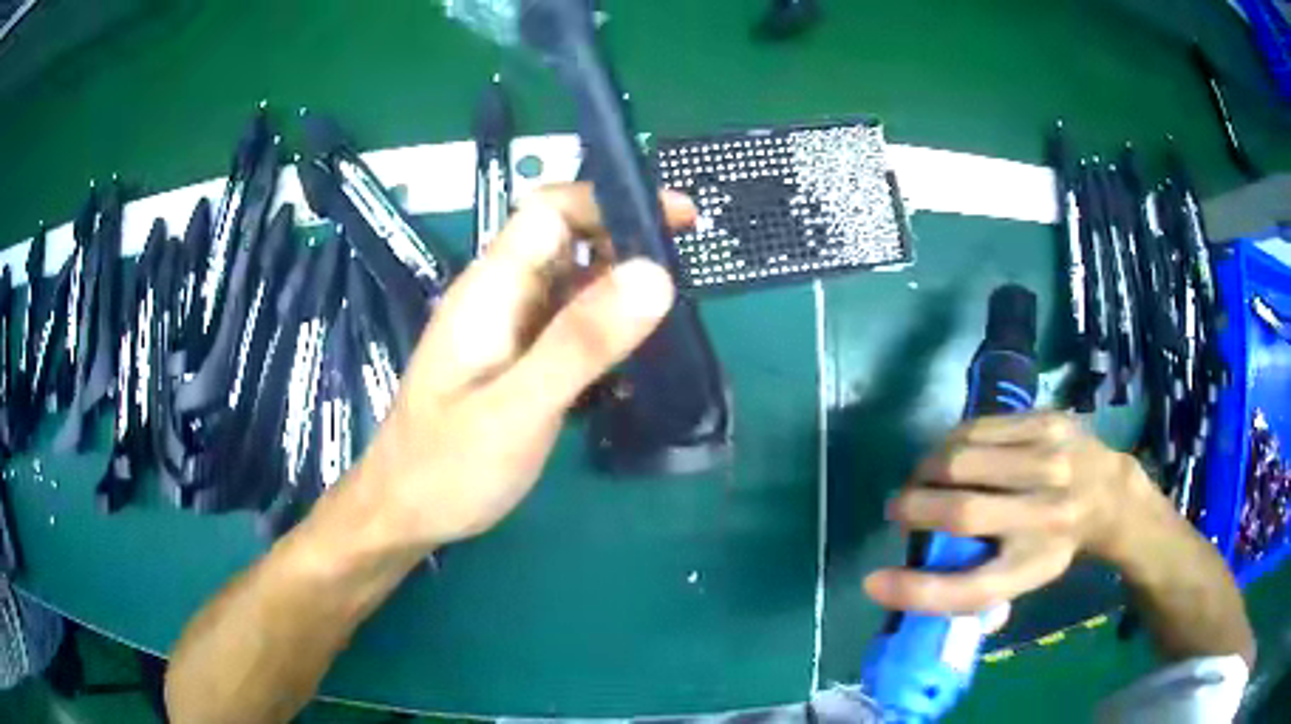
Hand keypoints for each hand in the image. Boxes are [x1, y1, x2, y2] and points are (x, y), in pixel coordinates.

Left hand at [354, 184, 697, 549]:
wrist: (404, 514)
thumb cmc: (447, 467)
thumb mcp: (517, 409)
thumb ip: (581, 343)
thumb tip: (655, 274)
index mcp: (491, 289)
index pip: (550, 209)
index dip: (611, 201)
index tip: (678, 219)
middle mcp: (500, 296)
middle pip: (568, 242)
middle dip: (629, 247)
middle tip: (688, 281)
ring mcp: (508, 329)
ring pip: (573, 286)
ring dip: (623, 294)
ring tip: (674, 324)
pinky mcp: (517, 361)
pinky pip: (569, 328)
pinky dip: (606, 334)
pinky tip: (635, 367)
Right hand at [863, 412, 1152, 613]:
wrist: (1111, 493)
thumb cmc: (1056, 546)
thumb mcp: (1025, 579)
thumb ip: (975, 591)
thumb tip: (911, 592)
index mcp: (1034, 566)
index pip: (970, 589)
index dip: (915, 591)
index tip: (873, 582)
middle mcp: (1045, 517)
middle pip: (963, 514)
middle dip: (913, 509)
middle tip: (898, 509)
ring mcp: (1050, 463)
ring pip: (965, 461)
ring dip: (927, 470)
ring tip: (920, 478)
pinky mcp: (1048, 424)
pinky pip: (980, 427)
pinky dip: (950, 442)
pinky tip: (947, 452)